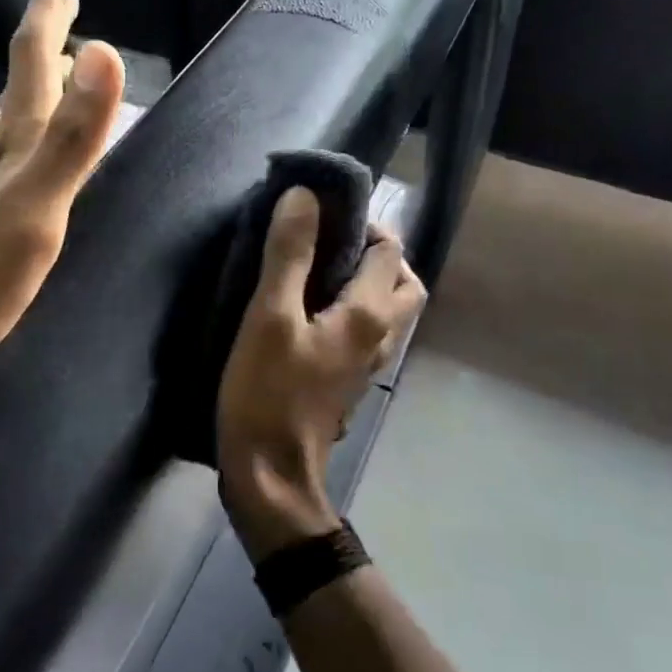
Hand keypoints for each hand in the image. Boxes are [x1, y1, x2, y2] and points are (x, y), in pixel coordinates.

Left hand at [0, 0, 125, 404]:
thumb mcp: (36, 206)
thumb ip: (73, 136)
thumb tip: (106, 51)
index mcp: (18, 140)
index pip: (35, 57)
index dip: (50, 11)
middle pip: (23, 74)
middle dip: (45, 31)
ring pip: (13, 109)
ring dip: (36, 74)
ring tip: (57, 55)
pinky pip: (6, 145)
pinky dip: (23, 121)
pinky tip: (16, 134)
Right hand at [216, 189, 426, 560]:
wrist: (271, 476)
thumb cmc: (269, 393)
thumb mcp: (270, 316)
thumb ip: (289, 255)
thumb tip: (304, 195)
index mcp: (370, 313)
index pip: (389, 249)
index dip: (361, 222)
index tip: (319, 215)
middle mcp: (381, 336)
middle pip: (402, 280)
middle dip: (375, 252)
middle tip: (327, 242)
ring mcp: (368, 363)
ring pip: (387, 308)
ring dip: (365, 280)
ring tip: (315, 270)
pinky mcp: (349, 380)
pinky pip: (365, 330)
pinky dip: (352, 307)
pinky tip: (309, 311)